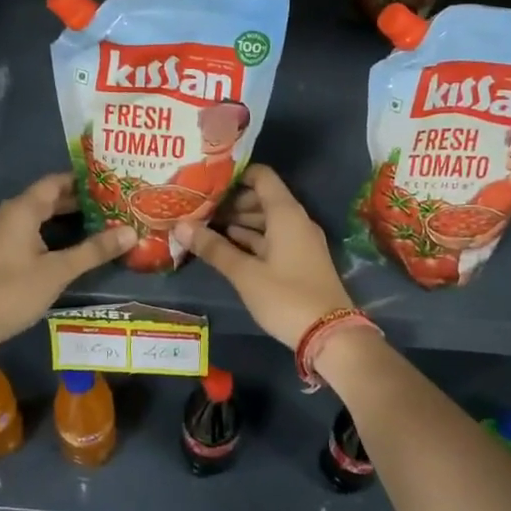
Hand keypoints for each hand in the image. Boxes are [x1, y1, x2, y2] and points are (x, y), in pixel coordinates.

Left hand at [0, 173, 134, 346]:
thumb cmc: (13, 290)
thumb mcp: (59, 270)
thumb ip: (94, 250)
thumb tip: (130, 232)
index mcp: (21, 209)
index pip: (55, 182)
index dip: (82, 182)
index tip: (110, 185)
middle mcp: (7, 215)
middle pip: (45, 200)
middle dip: (76, 203)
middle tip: (110, 208)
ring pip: (34, 219)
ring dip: (61, 221)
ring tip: (93, 227)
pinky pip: (24, 235)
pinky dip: (46, 236)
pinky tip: (62, 251)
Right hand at [189, 164, 353, 347]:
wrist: (330, 335)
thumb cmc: (286, 296)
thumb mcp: (245, 274)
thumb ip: (213, 248)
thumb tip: (180, 226)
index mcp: (285, 213)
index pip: (261, 176)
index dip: (235, 175)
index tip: (207, 182)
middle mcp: (295, 220)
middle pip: (262, 198)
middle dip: (231, 202)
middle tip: (199, 208)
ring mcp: (300, 241)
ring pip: (266, 220)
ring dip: (239, 222)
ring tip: (205, 227)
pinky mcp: (300, 260)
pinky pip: (272, 238)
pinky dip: (251, 239)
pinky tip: (226, 246)